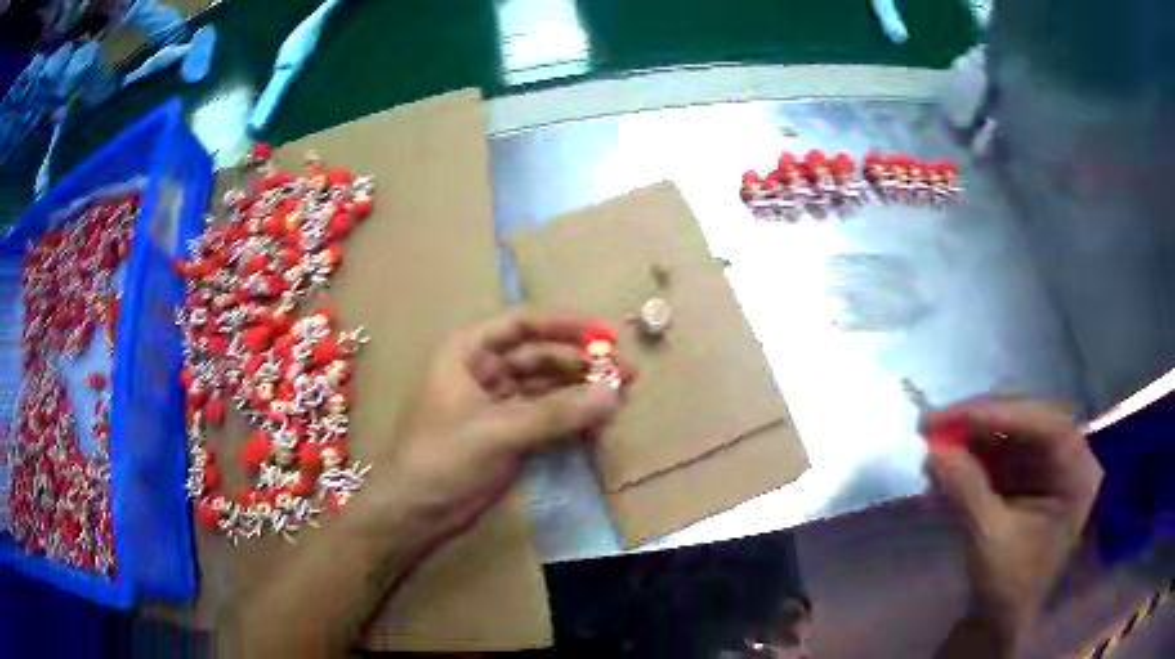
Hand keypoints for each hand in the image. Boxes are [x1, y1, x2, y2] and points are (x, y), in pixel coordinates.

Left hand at [373, 309, 630, 544]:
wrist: (414, 513)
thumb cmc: (442, 459)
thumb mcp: (498, 431)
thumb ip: (557, 413)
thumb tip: (613, 393)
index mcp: (468, 351)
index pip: (522, 324)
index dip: (566, 326)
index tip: (606, 336)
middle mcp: (484, 370)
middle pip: (541, 356)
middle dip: (582, 365)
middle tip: (626, 376)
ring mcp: (497, 404)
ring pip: (547, 388)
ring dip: (580, 393)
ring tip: (620, 401)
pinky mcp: (508, 433)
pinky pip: (546, 417)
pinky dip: (571, 419)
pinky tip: (598, 424)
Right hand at [923, 396, 1102, 645]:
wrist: (1001, 622)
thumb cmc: (1008, 590)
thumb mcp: (990, 545)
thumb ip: (967, 495)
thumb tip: (933, 454)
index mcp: (1077, 475)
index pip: (1046, 426)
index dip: (1003, 414)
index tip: (955, 418)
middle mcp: (1067, 460)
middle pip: (1027, 420)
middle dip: (981, 422)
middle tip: (935, 425)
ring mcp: (1046, 466)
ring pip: (1009, 432)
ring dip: (971, 438)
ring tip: (932, 444)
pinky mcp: (1026, 476)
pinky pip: (998, 453)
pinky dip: (970, 457)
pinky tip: (944, 464)